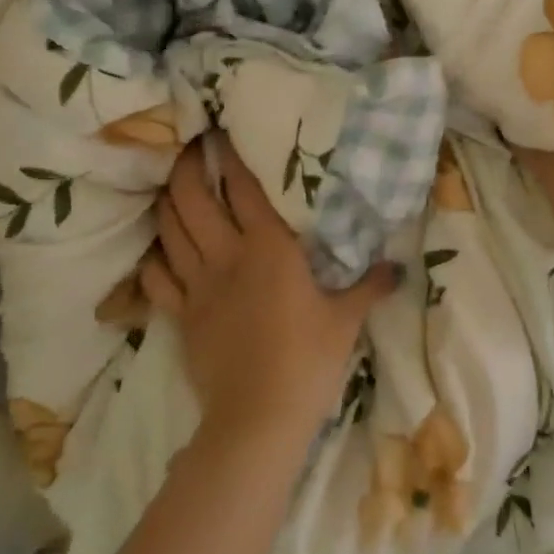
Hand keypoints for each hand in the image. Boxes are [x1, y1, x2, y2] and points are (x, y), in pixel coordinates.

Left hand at [143, 133, 396, 438]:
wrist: (258, 419)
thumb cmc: (308, 360)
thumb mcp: (347, 320)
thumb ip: (370, 286)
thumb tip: (399, 267)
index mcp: (268, 248)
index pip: (243, 189)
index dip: (229, 157)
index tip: (219, 134)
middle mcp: (227, 256)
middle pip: (193, 200)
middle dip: (186, 169)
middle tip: (189, 150)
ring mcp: (198, 287)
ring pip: (170, 232)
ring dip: (167, 205)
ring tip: (170, 187)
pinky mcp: (182, 317)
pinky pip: (157, 279)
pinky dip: (154, 259)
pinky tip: (158, 249)